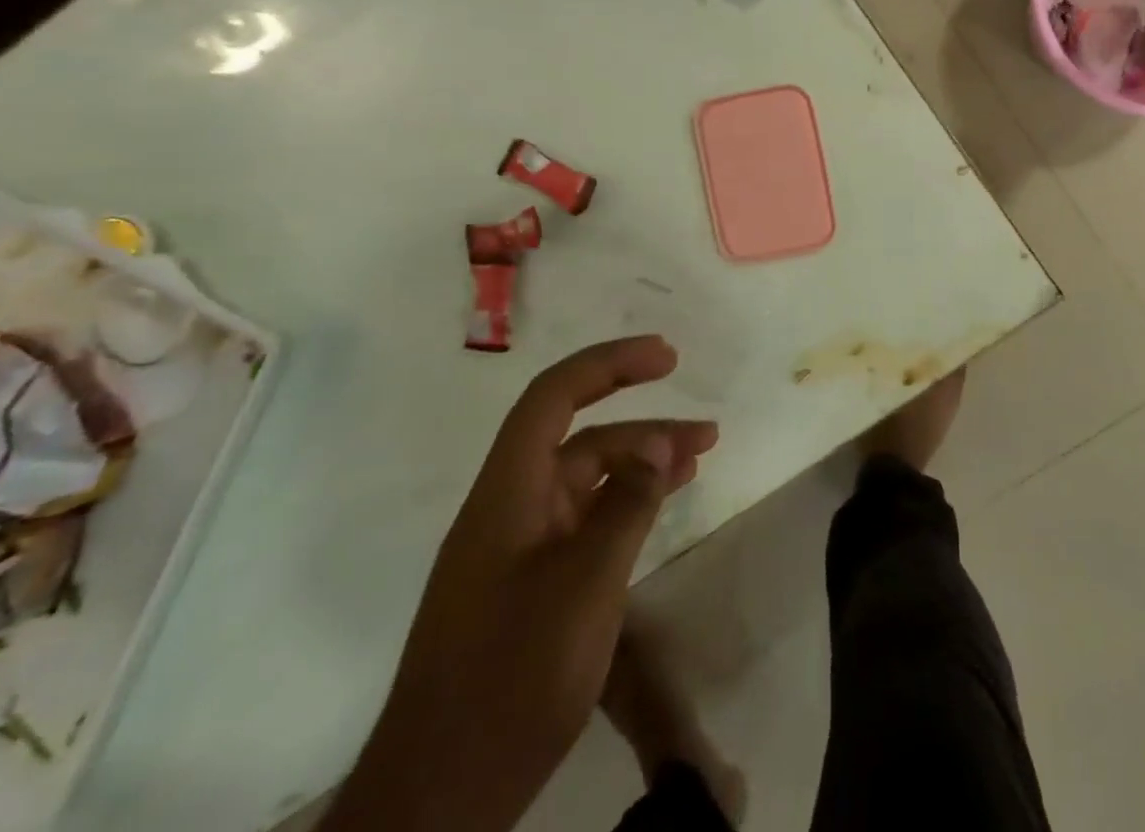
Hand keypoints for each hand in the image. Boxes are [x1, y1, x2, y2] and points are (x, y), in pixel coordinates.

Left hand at [322, 336, 717, 831]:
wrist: (440, 798)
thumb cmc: (512, 678)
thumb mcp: (585, 585)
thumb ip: (626, 505)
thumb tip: (659, 443)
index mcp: (507, 493)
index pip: (553, 398)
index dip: (608, 364)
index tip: (665, 357)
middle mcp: (509, 508)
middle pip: (580, 438)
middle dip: (644, 422)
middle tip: (704, 424)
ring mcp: (518, 548)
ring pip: (587, 481)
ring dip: (642, 463)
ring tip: (701, 456)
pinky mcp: (529, 584)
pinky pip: (584, 520)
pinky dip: (626, 503)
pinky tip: (662, 505)